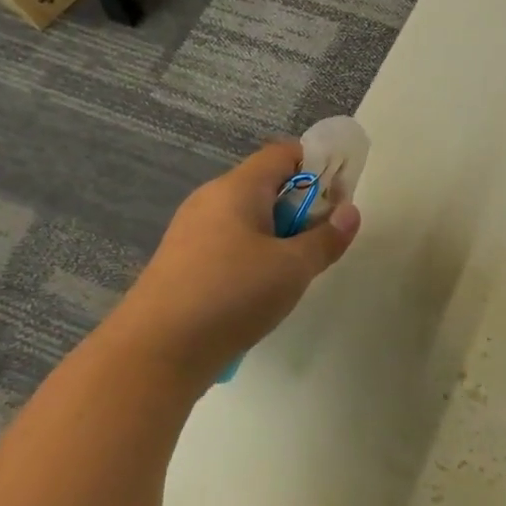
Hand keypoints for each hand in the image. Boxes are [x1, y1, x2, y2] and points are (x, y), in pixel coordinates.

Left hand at [116, 142, 359, 384]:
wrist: (156, 352)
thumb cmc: (232, 296)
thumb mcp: (293, 268)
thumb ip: (326, 238)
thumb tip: (349, 211)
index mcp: (237, 188)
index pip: (283, 153)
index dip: (318, 165)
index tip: (339, 199)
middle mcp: (210, 200)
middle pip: (266, 185)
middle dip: (301, 207)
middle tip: (321, 242)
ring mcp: (191, 231)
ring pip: (248, 218)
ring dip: (279, 236)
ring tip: (293, 273)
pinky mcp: (182, 262)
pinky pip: (228, 244)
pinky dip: (253, 256)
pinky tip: (258, 292)